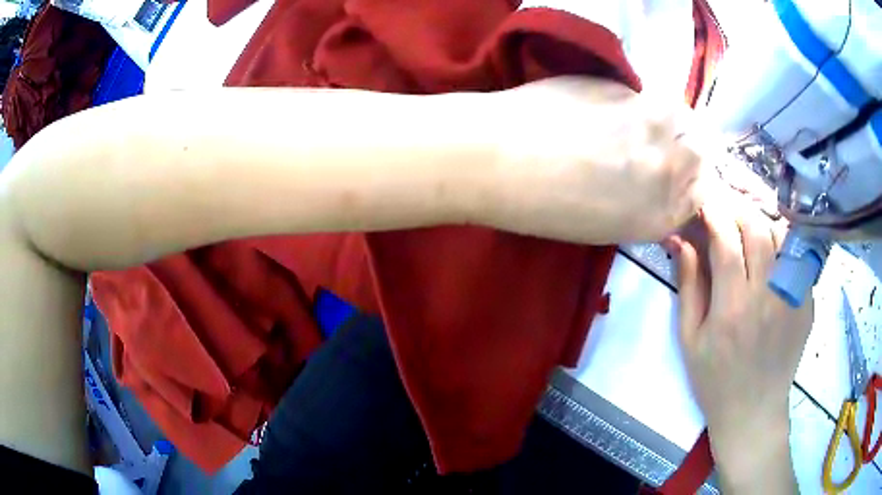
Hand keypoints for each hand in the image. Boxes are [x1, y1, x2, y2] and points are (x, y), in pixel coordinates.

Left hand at [487, 76, 713, 243]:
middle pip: (700, 149)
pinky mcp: (625, 88)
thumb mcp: (608, 225)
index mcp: (661, 215)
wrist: (500, 159)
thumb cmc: (544, 207)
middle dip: (687, 145)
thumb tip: (658, 177)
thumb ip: (647, 203)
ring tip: (637, 121)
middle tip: (658, 142)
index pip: (702, 191)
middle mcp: (669, 170)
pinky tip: (609, 108)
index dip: (692, 177)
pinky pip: (648, 94)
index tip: (677, 169)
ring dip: (668, 117)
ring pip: (681, 115)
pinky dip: (639, 101)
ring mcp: (651, 124)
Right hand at [672, 193, 812, 492]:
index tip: (704, 199)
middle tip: (726, 206)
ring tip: (749, 225)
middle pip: (757, 229)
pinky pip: (797, 258)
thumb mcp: (690, 339)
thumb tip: (681, 240)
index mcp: (733, 309)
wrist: (754, 411)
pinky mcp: (807, 303)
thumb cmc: (715, 380)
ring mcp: (792, 298)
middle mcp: (767, 297)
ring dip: (763, 221)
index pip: (726, 241)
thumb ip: (688, 286)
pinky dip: (783, 244)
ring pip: (782, 236)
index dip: (713, 213)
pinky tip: (772, 251)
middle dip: (738, 208)